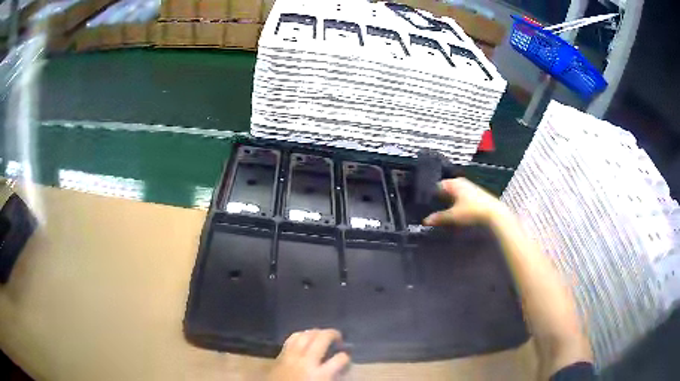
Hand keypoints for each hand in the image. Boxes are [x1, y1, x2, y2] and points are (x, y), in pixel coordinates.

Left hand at [268, 329, 350, 380]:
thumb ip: (331, 376)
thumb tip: (339, 369)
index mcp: (321, 374)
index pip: (340, 359)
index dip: (346, 356)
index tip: (346, 357)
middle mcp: (307, 361)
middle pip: (322, 339)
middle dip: (333, 334)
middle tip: (338, 337)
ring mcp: (291, 356)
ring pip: (305, 335)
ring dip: (316, 332)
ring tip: (322, 335)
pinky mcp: (280, 356)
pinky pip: (291, 339)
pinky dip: (300, 335)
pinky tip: (304, 337)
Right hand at [423, 178, 507, 225]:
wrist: (494, 213)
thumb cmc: (472, 211)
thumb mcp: (453, 216)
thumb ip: (438, 218)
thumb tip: (425, 221)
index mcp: (453, 183)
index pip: (436, 186)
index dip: (429, 195)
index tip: (423, 204)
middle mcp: (460, 182)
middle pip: (445, 190)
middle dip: (438, 199)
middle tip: (429, 209)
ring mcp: (469, 187)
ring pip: (453, 194)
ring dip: (447, 203)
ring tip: (440, 213)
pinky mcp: (475, 194)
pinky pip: (460, 197)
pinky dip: (455, 204)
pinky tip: (454, 212)